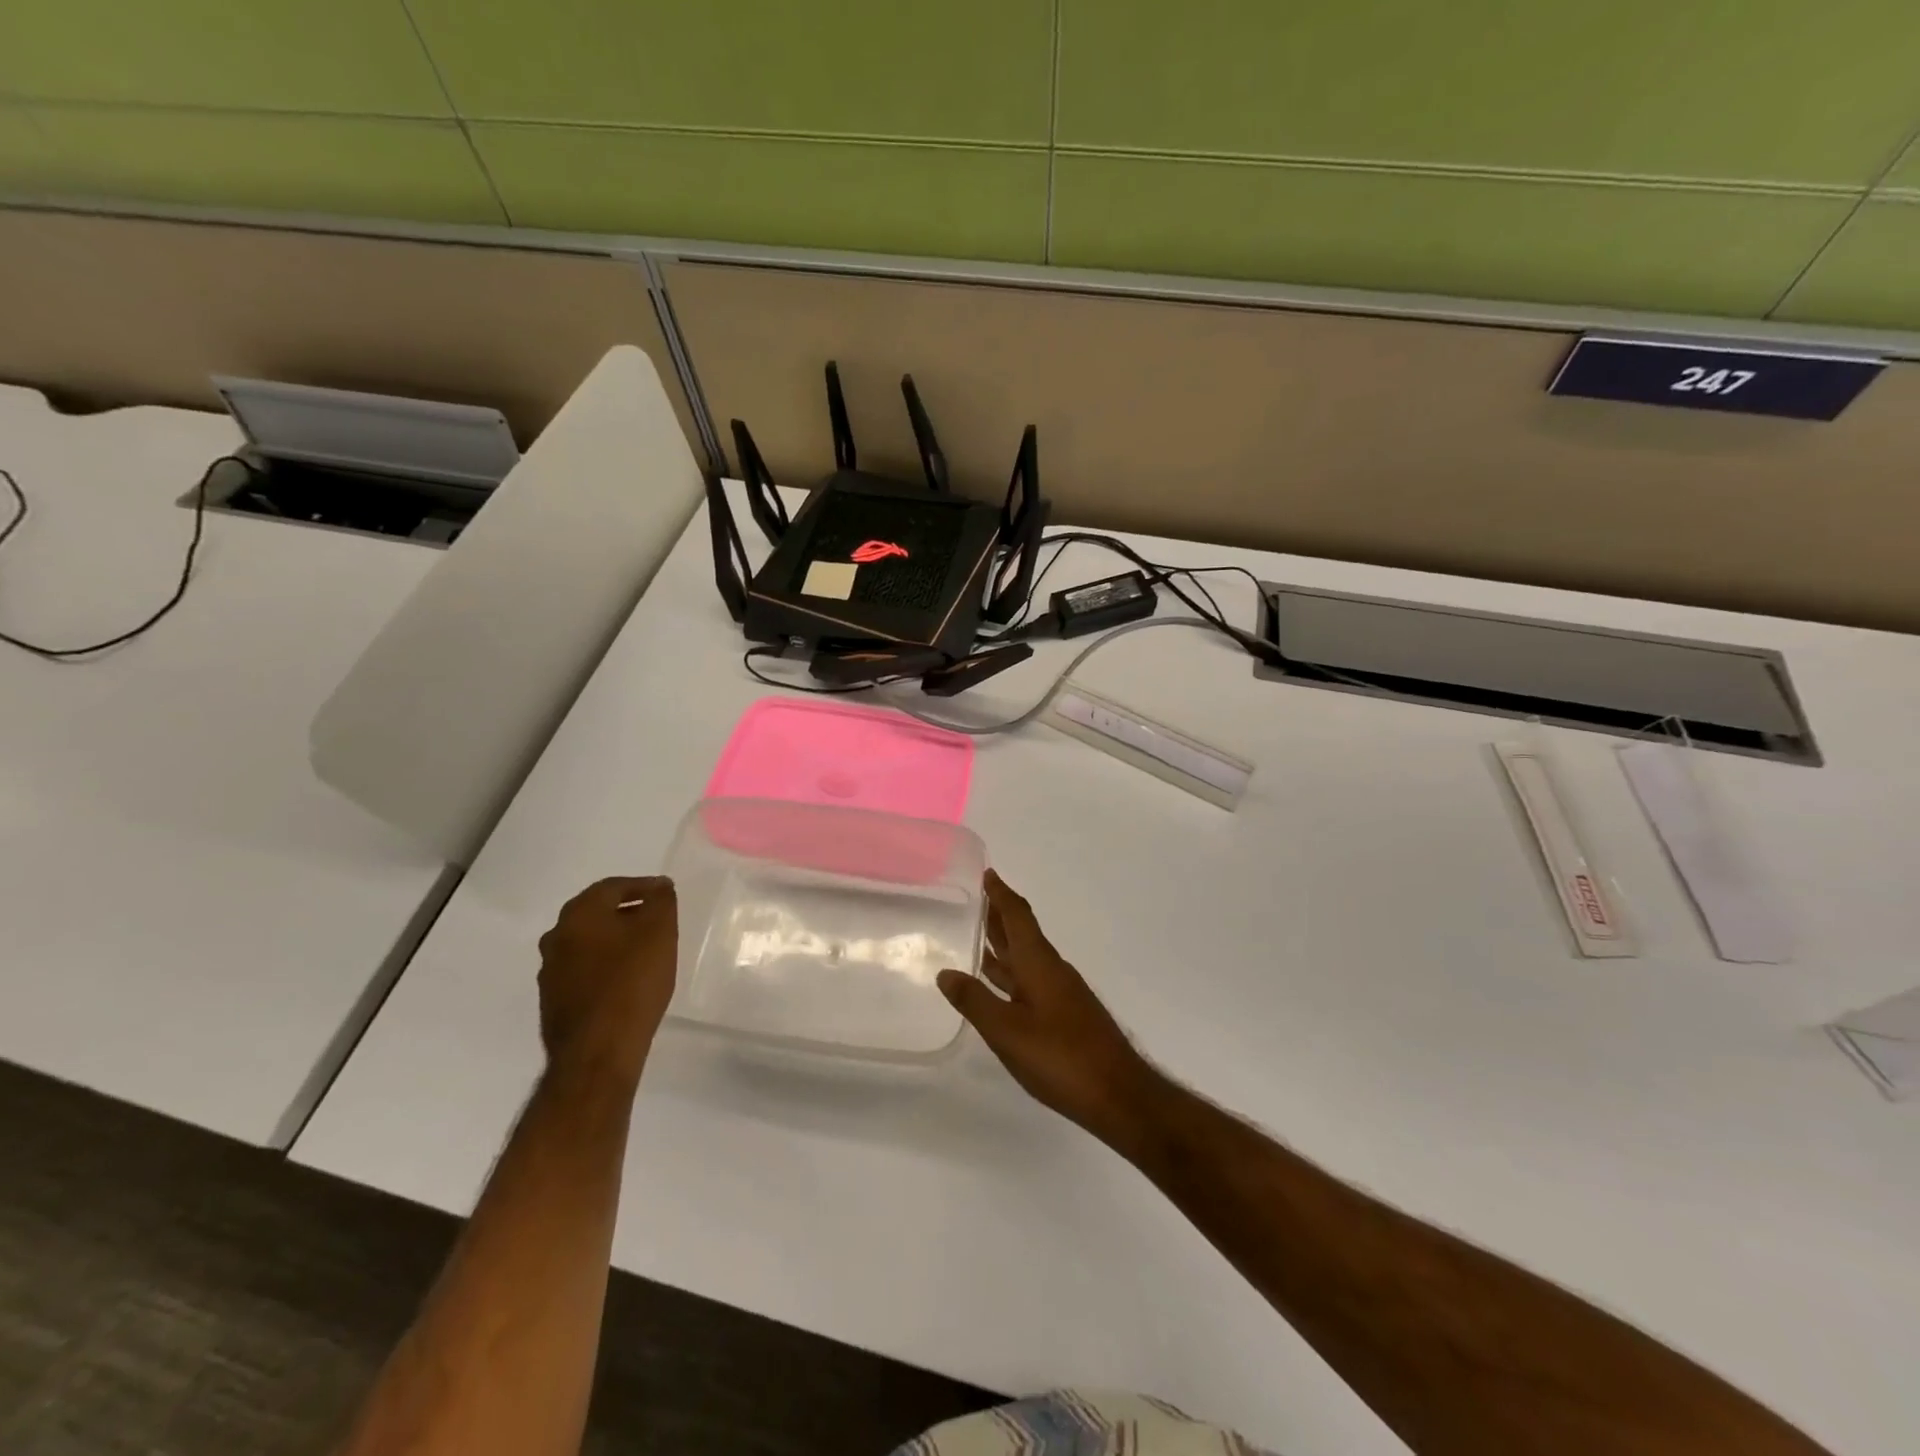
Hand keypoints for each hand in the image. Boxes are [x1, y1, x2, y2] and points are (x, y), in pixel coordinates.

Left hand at [536, 876, 677, 1086]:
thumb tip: (659, 887)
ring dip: (614, 940)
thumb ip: (660, 901)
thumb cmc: (632, 981)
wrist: (597, 1051)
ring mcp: (550, 971)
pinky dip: (604, 966)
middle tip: (655, 919)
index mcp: (579, 914)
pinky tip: (626, 980)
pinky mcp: (553, 1001)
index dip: (642, 886)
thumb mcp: (660, 931)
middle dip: (626, 912)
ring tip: (644, 950)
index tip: (665, 893)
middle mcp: (556, 937)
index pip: (612, 886)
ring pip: (587, 943)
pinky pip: (583, 971)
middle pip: (596, 913)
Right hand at [938, 870, 1158, 1140]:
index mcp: (1038, 964)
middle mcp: (1051, 970)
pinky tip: (999, 986)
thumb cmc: (1061, 1058)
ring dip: (1004, 944)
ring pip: (1026, 958)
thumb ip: (975, 1002)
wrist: (1119, 1095)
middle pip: (1022, 933)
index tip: (987, 873)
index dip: (1001, 894)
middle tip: (975, 899)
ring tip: (978, 935)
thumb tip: (945, 972)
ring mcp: (1061, 993)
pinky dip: (1011, 972)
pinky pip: (1031, 979)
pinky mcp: (1065, 1015)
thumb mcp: (1007, 1032)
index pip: (1017, 917)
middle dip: (999, 915)